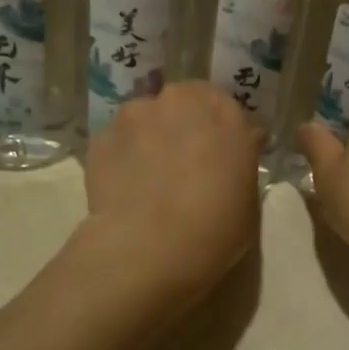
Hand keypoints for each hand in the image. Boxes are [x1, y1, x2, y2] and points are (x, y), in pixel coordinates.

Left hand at [79, 81, 262, 313]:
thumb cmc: (215, 227)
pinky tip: (125, 188)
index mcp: (224, 112)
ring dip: (150, 137)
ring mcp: (135, 115)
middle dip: (184, 124)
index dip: (222, 131)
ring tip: (149, 176)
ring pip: (146, 118)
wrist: (149, 248)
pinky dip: (122, 156)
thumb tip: (233, 152)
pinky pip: (117, 141)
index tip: (222, 154)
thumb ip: (239, 162)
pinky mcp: (101, 137)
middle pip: (183, 103)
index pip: (227, 107)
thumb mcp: (248, 197)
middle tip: (185, 162)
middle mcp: (179, 101)